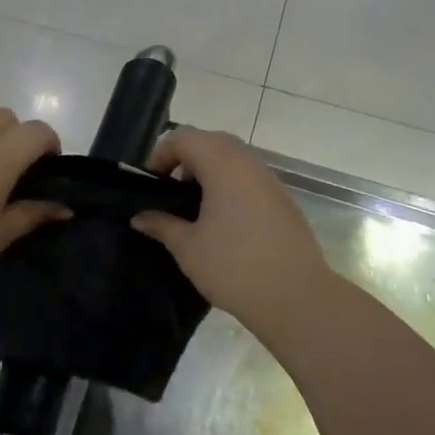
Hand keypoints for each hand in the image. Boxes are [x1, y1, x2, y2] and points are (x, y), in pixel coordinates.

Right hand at [132, 128, 333, 330]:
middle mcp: (249, 163)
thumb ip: (161, 224)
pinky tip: (223, 222)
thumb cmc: (233, 267)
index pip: (185, 138)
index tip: (150, 183)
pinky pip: (250, 179)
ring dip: (210, 173)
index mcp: (223, 165)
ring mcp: (271, 180)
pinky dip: (230, 186)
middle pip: (211, 142)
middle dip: (186, 159)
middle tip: (170, 191)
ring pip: (234, 159)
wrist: (295, 296)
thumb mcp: (187, 247)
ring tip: (194, 208)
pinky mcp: (283, 200)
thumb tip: (140, 217)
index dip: (161, 154)